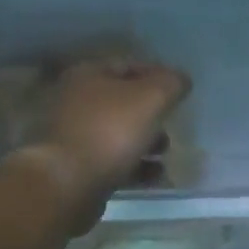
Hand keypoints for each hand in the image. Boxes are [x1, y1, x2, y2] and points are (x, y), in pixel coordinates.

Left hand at [18, 57, 190, 232]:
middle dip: (152, 113)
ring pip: (119, 133)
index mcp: (88, 75)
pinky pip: (113, 162)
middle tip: (172, 124)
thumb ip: (170, 84)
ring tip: (164, 153)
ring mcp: (74, 135)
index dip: (157, 74)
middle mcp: (76, 100)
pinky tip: (155, 176)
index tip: (179, 91)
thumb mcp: (150, 98)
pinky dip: (136, 167)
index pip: (128, 64)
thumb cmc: (110, 131)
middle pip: (123, 101)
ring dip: (146, 142)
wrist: (68, 184)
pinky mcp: (77, 168)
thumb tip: (181, 79)